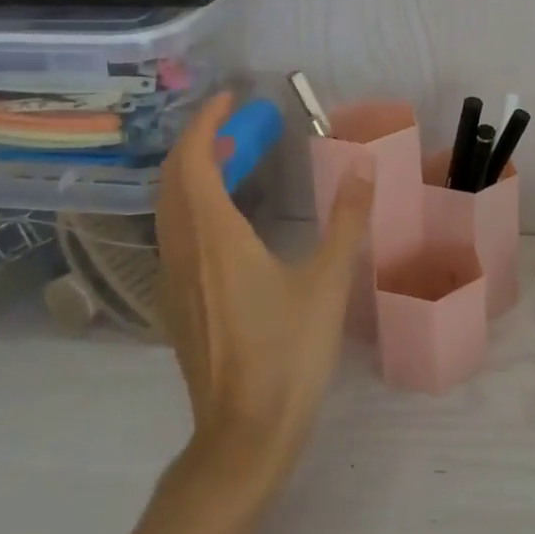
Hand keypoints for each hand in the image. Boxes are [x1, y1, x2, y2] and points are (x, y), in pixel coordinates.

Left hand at [153, 92, 374, 474]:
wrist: (244, 434)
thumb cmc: (288, 353)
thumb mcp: (328, 282)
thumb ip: (347, 220)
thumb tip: (364, 167)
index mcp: (215, 238)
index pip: (193, 162)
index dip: (205, 124)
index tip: (231, 100)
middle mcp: (184, 252)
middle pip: (173, 181)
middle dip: (198, 142)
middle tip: (237, 125)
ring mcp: (174, 281)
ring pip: (170, 209)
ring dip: (193, 173)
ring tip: (232, 160)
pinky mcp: (179, 305)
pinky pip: (175, 235)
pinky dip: (192, 205)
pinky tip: (225, 218)